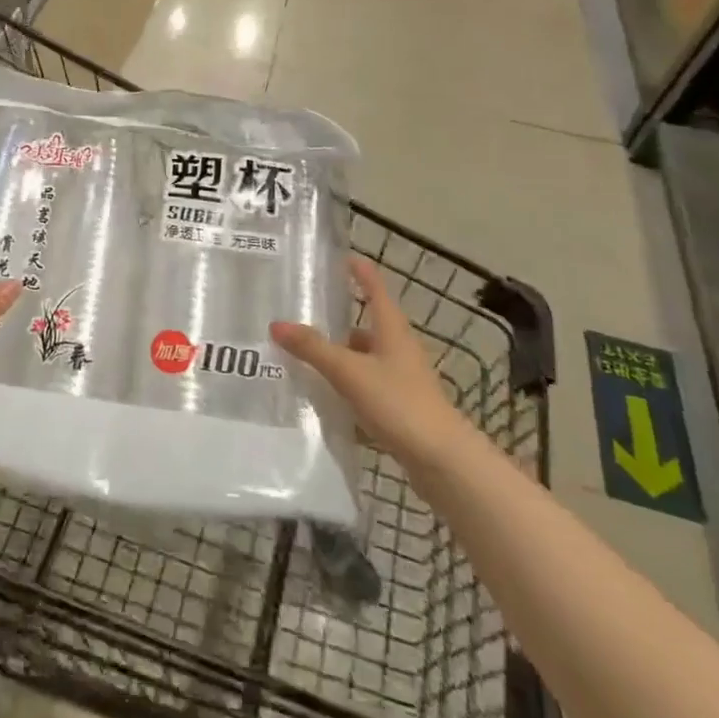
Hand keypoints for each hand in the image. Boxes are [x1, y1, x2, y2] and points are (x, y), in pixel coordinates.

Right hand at [270, 255, 466, 458]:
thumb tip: (276, 324)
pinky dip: (345, 383)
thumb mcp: (349, 372)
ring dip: (339, 353)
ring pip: (364, 356)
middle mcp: (398, 347)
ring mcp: (401, 378)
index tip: (339, 256)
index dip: (359, 270)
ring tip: (304, 353)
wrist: (442, 461)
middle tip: (303, 311)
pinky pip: (366, 384)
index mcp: (392, 328)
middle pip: (366, 323)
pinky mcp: (400, 405)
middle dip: (337, 317)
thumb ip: (313, 348)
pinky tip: (323, 394)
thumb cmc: (399, 403)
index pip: (374, 288)